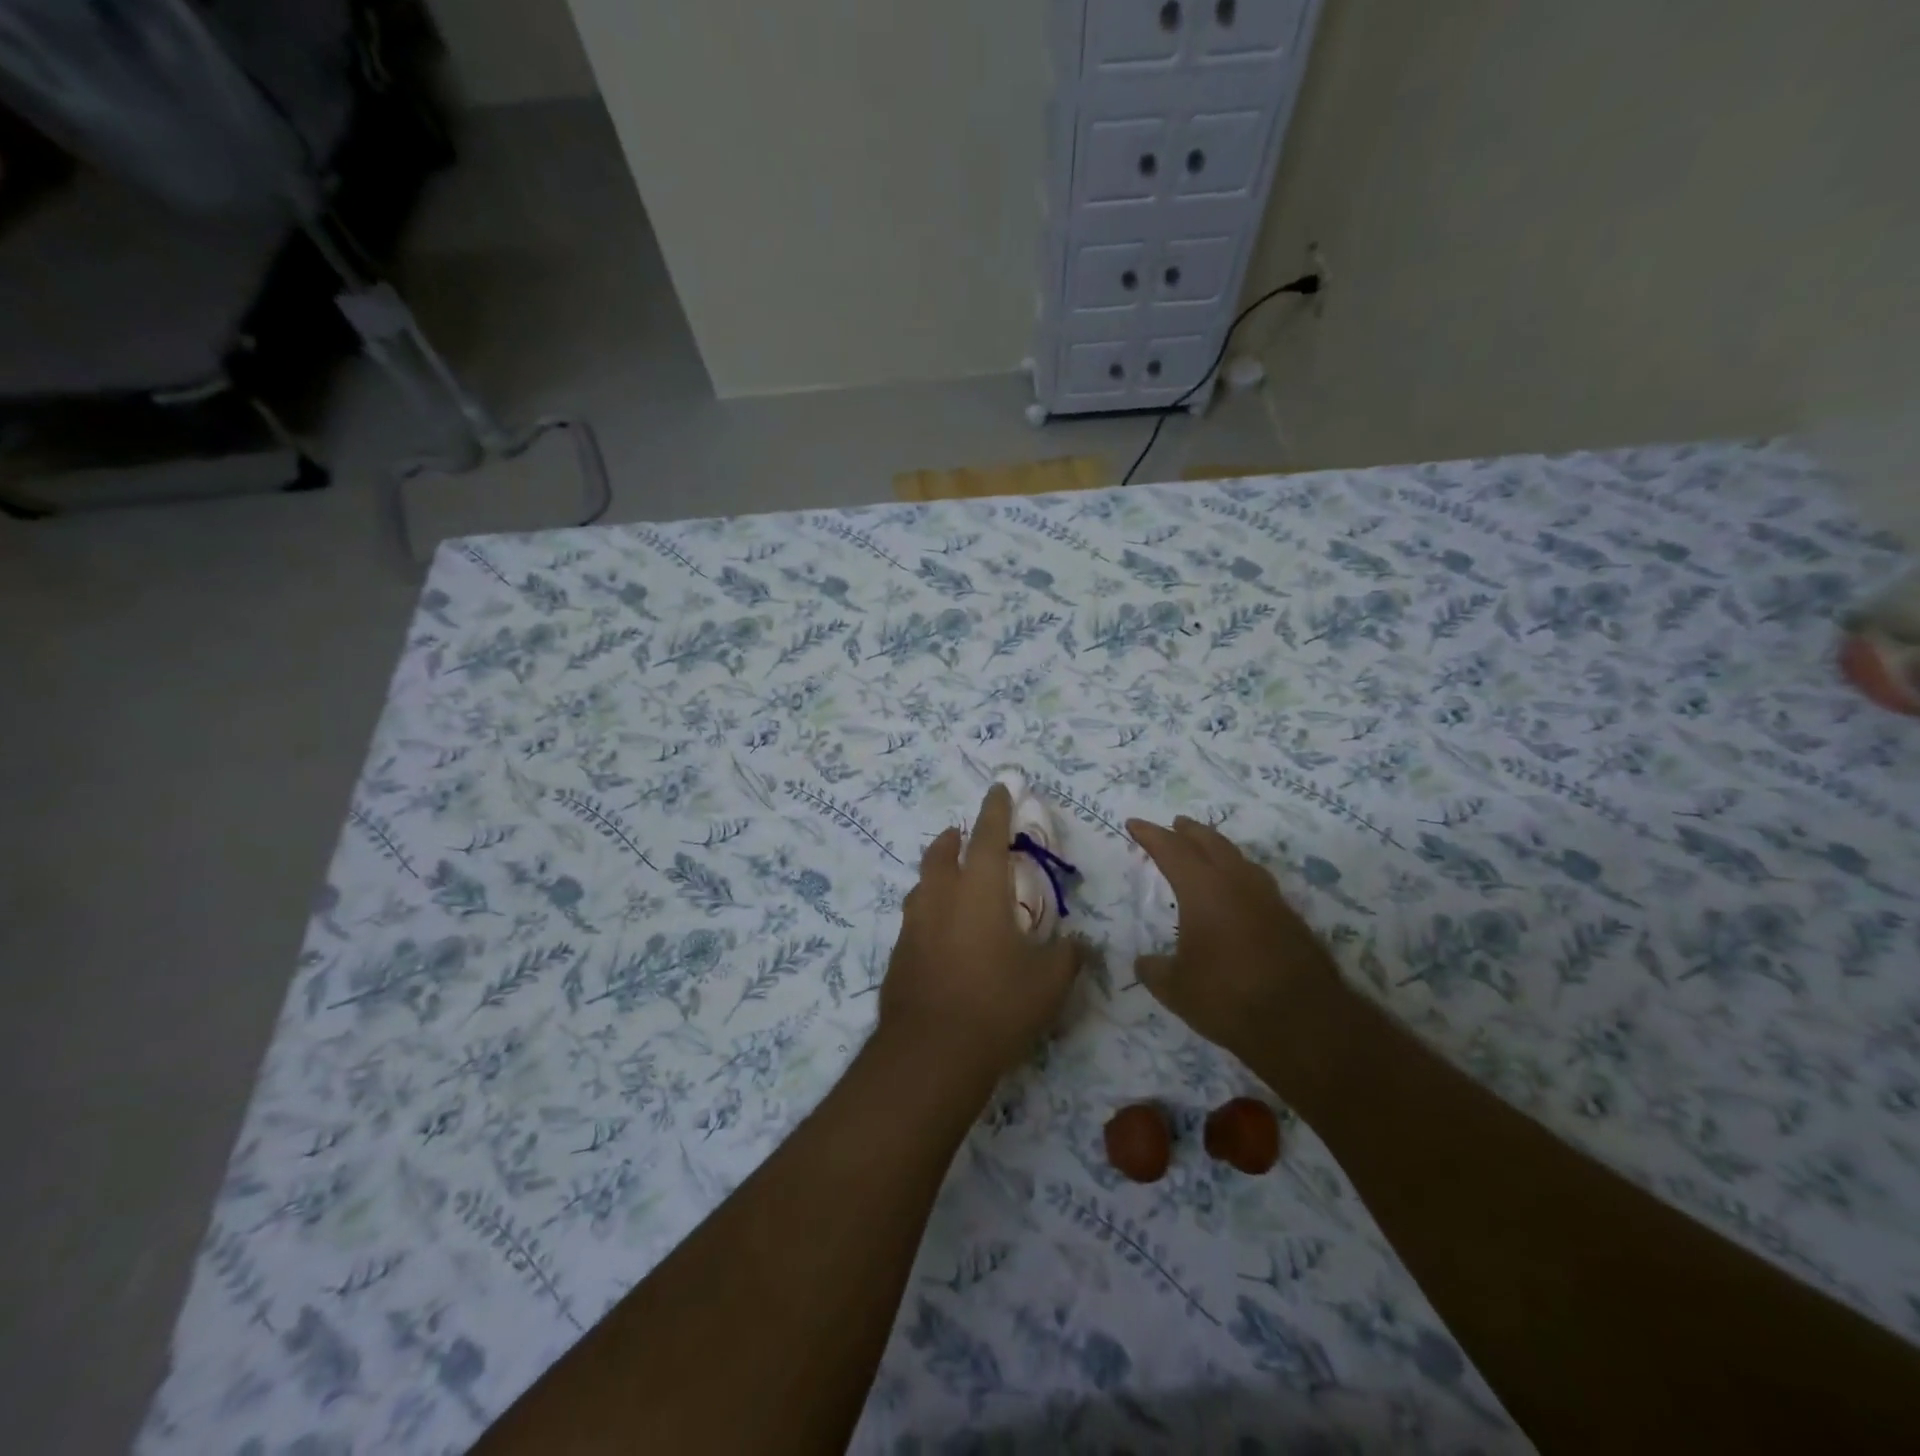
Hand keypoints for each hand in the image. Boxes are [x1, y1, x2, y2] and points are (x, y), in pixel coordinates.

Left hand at [880, 784, 1080, 1085]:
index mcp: (979, 889)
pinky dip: (930, 912)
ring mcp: (913, 925)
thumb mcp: (1049, 981)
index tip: (999, 788)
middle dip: (955, 838)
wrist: (931, 1053)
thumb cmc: (998, 1004)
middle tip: (964, 835)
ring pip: (923, 884)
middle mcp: (940, 896)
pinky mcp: (899, 954)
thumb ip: (1068, 954)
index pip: (987, 834)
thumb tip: (1079, 944)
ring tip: (952, 881)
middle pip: (942, 852)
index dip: (996, 808)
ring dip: (937, 872)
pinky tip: (942, 936)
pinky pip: (916, 918)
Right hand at [1126, 815, 1341, 1066]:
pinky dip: (1240, 876)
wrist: (1304, 1022)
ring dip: (1219, 848)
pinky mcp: (1290, 919)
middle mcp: (1237, 883)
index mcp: (1203, 889)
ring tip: (1208, 851)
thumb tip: (1144, 963)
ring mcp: (1269, 899)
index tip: (1133, 824)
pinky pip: (1258, 883)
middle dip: (1189, 831)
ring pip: (1239, 858)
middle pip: (1210, 842)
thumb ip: (1155, 970)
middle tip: (1175, 824)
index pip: (1171, 849)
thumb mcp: (1176, 989)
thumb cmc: (1228, 997)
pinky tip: (1239, 892)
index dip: (1150, 834)